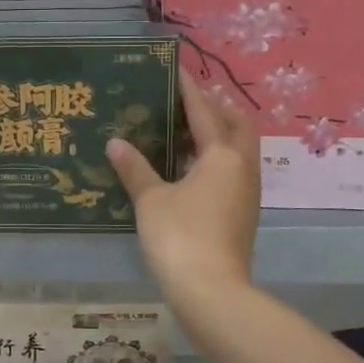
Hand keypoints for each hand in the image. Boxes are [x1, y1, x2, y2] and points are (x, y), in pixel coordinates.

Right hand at [105, 78, 259, 301]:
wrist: (212, 292)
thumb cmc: (180, 236)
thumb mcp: (151, 200)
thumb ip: (135, 169)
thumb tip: (116, 143)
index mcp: (222, 156)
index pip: (205, 112)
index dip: (190, 90)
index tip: (178, 70)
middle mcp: (242, 168)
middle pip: (238, 126)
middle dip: (218, 109)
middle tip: (190, 103)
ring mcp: (247, 193)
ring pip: (240, 151)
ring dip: (220, 136)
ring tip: (189, 132)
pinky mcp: (243, 214)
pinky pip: (234, 172)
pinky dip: (217, 160)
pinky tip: (192, 169)